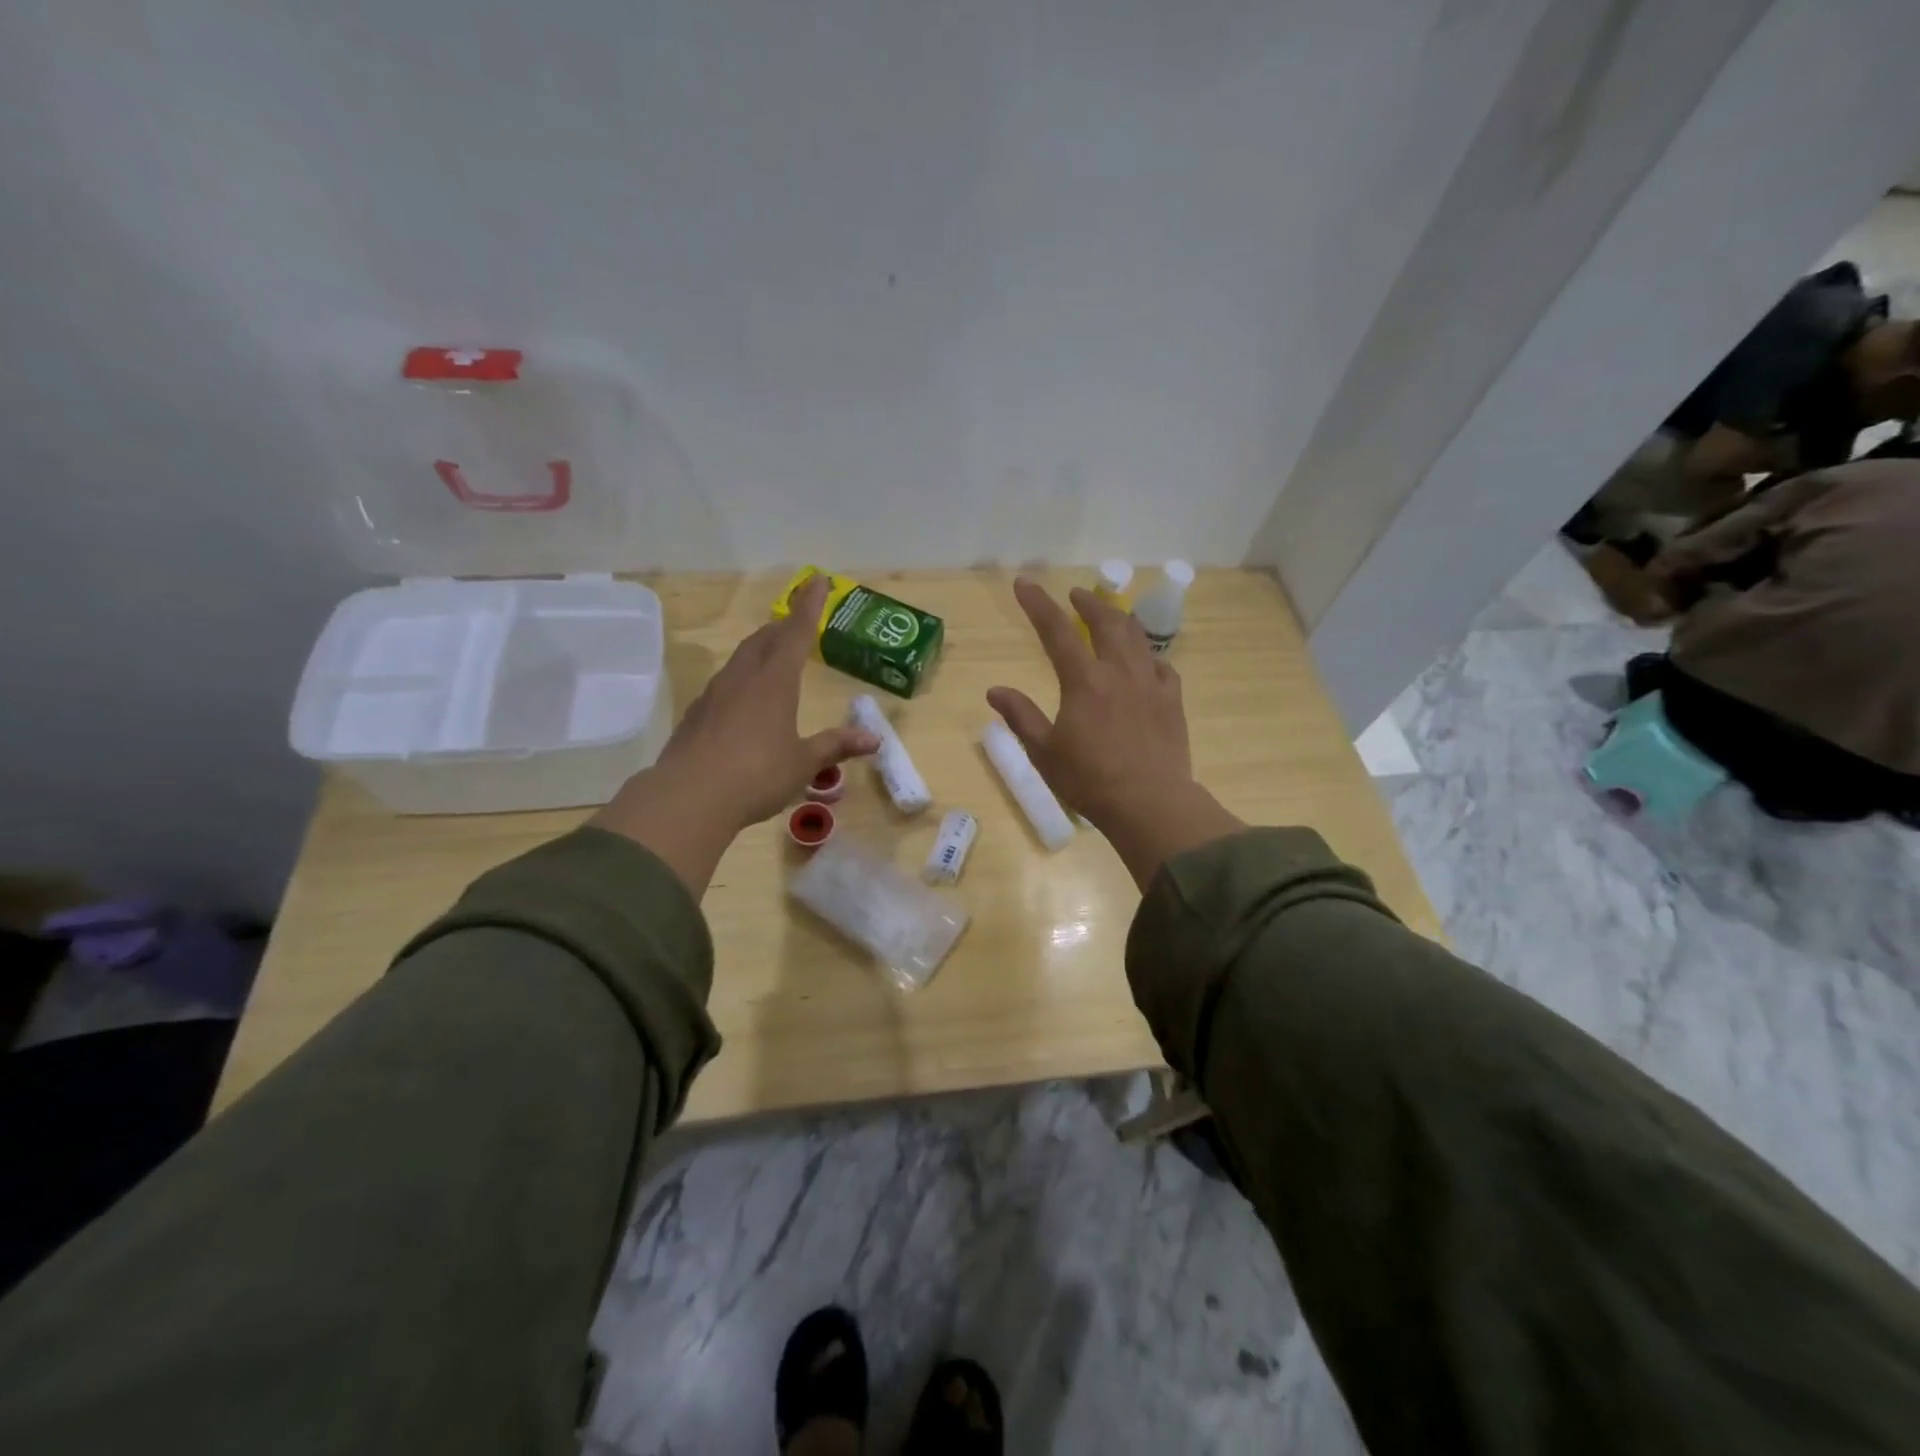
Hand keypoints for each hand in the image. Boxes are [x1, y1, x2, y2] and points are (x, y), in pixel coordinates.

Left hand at [591, 574, 878, 895]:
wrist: (688, 797)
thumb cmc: (757, 774)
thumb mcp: (804, 763)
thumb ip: (836, 746)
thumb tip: (874, 739)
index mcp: (775, 682)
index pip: (796, 633)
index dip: (810, 606)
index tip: (818, 580)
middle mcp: (743, 678)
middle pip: (764, 640)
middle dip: (782, 627)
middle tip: (795, 624)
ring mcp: (714, 695)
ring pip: (740, 660)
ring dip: (759, 651)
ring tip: (770, 657)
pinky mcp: (696, 715)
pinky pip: (724, 685)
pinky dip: (740, 680)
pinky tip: (742, 700)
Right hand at [987, 577, 1241, 887]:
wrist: (1150, 803)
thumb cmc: (1090, 780)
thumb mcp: (1044, 752)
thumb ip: (1021, 716)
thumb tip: (995, 690)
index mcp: (1084, 681)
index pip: (1057, 631)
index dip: (1038, 604)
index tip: (1024, 583)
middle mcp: (1119, 673)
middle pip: (1106, 622)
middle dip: (1088, 603)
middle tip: (1075, 596)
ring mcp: (1151, 684)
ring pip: (1137, 638)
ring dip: (1119, 620)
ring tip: (1110, 616)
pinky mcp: (1172, 702)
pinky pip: (1162, 666)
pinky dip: (1148, 656)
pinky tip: (1144, 661)